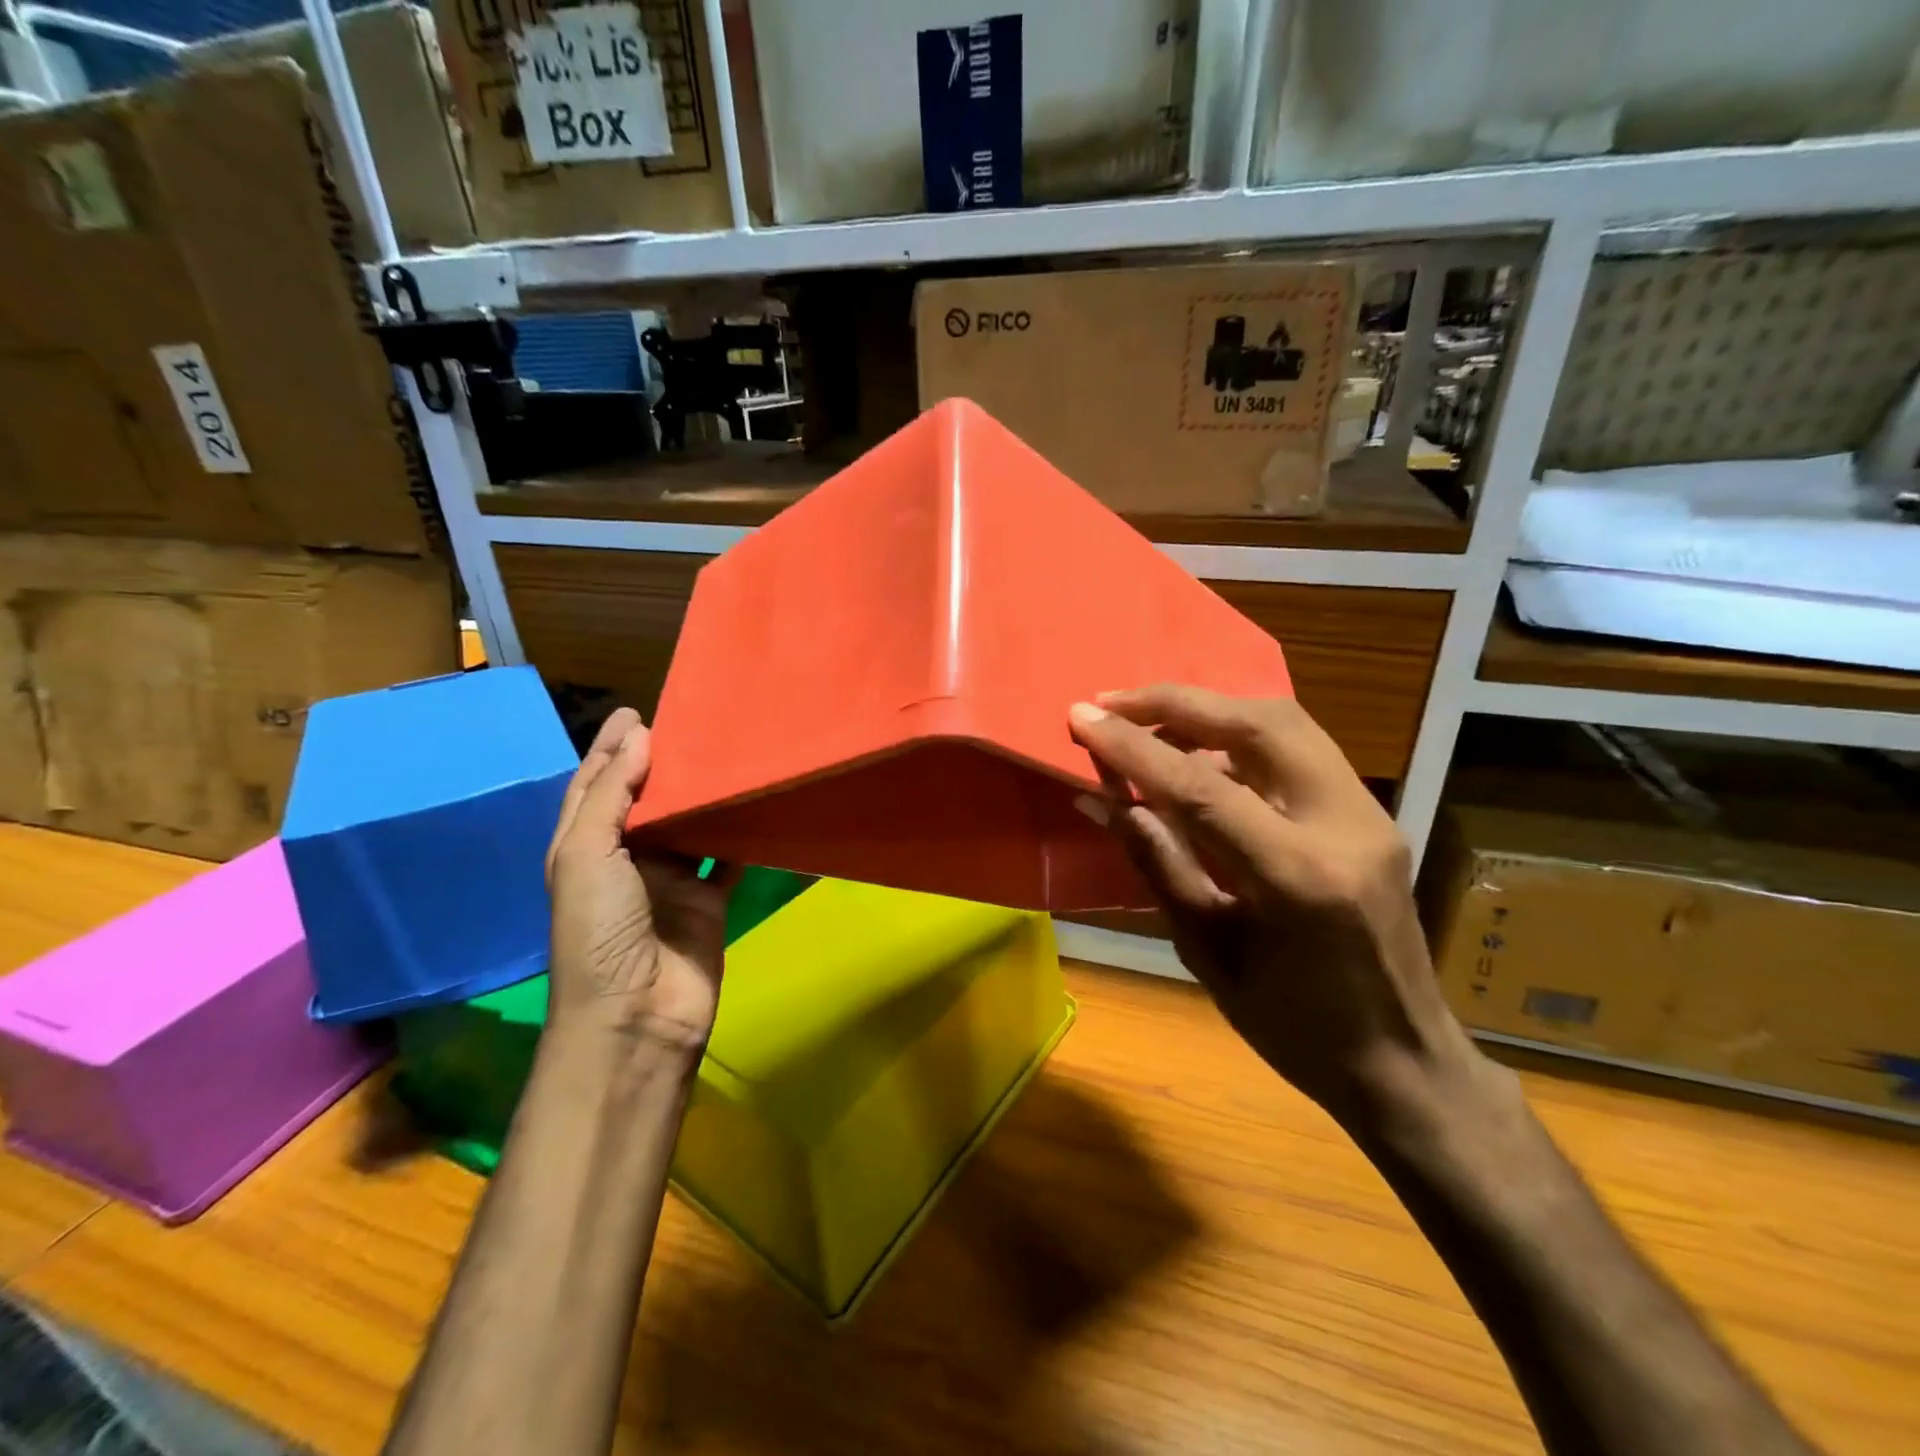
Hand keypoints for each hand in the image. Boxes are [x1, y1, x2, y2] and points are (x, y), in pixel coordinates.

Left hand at [544, 708, 731, 1052]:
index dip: (612, 749)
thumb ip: (613, 796)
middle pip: (647, 800)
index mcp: (586, 848)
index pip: (597, 786)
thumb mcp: (589, 856)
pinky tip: (755, 801)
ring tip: (728, 750)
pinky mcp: (710, 900)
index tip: (639, 711)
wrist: (638, 1014)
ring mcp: (671, 881)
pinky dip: (739, 833)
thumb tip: (641, 738)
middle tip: (695, 722)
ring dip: (704, 793)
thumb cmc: (600, 931)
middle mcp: (627, 860)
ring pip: (690, 824)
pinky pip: (727, 857)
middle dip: (664, 763)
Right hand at [1068, 686, 1477, 1122]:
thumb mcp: (1209, 952)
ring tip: (1147, 725)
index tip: (1080, 717)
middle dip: (1178, 702)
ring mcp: (1368, 814)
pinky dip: (1238, 740)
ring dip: (1210, 712)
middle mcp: (1345, 825)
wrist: (1405, 1064)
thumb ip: (1158, 863)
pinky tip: (1198, 760)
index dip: (1133, 747)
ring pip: (1286, 723)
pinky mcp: (1370, 814)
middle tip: (1114, 703)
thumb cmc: (1295, 1028)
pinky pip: (1297, 751)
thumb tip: (1100, 801)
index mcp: (1299, 877)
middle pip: (1261, 723)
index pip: (1203, 787)